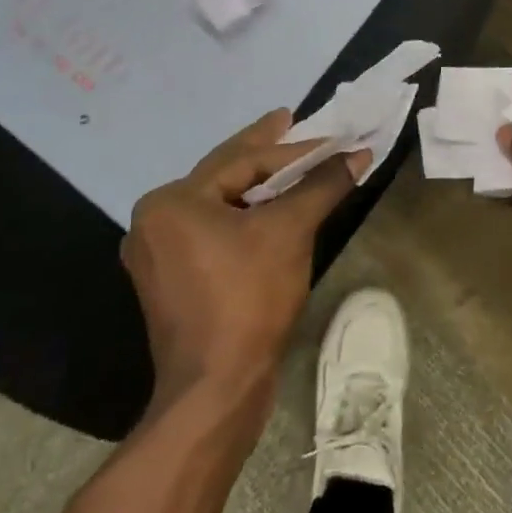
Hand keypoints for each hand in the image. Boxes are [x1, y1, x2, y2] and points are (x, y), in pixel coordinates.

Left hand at [122, 110, 369, 412]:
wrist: (216, 391)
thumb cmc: (248, 298)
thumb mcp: (291, 231)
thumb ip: (323, 184)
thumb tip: (358, 152)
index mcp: (172, 202)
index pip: (242, 160)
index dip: (293, 149)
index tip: (329, 137)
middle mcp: (154, 221)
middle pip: (224, 176)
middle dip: (265, 153)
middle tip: (292, 121)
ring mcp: (158, 255)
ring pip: (220, 205)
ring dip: (258, 187)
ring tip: (290, 166)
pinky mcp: (171, 282)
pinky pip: (214, 231)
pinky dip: (245, 217)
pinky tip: (270, 211)